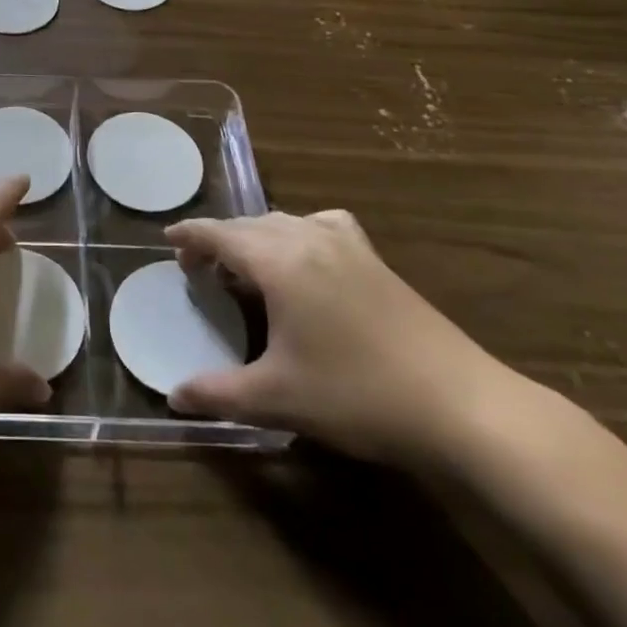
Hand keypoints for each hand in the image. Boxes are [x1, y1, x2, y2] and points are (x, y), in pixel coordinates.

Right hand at [165, 210, 522, 468]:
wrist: (459, 403)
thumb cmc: (357, 395)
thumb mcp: (278, 399)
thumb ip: (218, 393)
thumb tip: (172, 397)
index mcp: (278, 261)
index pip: (220, 234)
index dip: (190, 235)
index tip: (167, 240)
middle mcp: (307, 238)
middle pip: (248, 225)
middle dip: (219, 240)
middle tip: (199, 268)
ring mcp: (346, 244)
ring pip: (284, 223)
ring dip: (255, 237)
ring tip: (244, 267)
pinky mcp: (373, 258)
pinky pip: (321, 226)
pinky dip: (299, 233)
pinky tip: (306, 256)